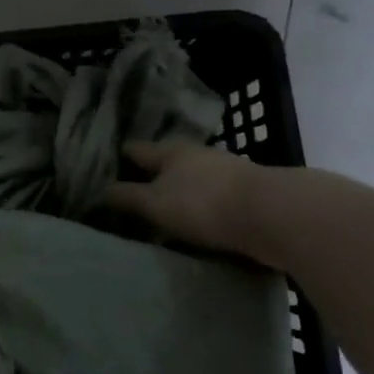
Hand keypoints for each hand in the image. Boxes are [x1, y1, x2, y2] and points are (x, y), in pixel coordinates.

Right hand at [103, 139, 269, 258]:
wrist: (273, 215)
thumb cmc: (203, 204)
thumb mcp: (154, 203)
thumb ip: (126, 197)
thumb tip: (100, 190)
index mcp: (171, 150)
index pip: (135, 149)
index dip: (118, 158)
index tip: (103, 170)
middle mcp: (198, 154)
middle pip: (166, 162)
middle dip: (151, 176)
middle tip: (132, 195)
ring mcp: (226, 172)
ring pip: (192, 180)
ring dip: (179, 193)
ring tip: (164, 214)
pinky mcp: (248, 193)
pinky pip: (214, 198)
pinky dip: (202, 207)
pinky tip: (197, 224)